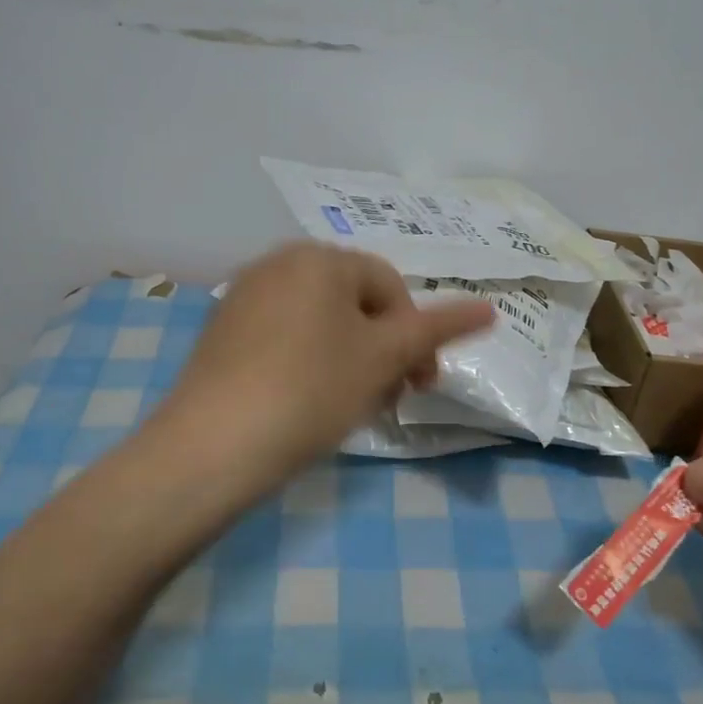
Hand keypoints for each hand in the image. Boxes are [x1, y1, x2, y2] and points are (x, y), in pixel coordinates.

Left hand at [155, 242, 494, 492]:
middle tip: (387, 398)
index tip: (420, 386)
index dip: (415, 337)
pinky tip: (304, 403)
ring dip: (349, 358)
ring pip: (320, 322)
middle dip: (381, 349)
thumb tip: (490, 310)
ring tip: (348, 405)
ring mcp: (244, 296)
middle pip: (354, 303)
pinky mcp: (221, 332)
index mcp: (319, 258)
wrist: (212, 446)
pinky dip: (307, 363)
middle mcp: (278, 262)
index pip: (391, 287)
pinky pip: (283, 337)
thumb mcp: (383, 358)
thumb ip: (438, 330)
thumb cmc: (312, 390)